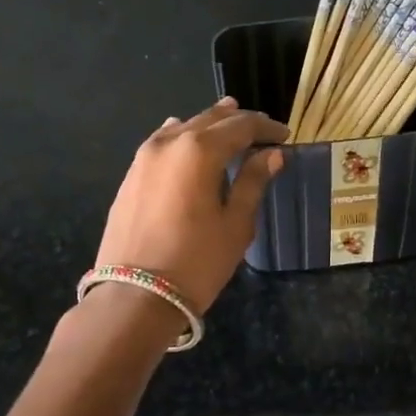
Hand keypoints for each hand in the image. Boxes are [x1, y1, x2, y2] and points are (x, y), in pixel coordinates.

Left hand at [93, 97, 288, 311]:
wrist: (136, 295)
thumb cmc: (197, 262)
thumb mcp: (236, 224)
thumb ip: (253, 182)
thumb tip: (272, 155)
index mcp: (199, 150)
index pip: (240, 126)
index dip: (266, 128)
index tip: (285, 136)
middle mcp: (169, 143)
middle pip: (210, 120)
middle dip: (239, 122)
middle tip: (263, 130)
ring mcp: (144, 157)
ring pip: (183, 128)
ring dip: (210, 126)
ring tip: (229, 127)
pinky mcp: (131, 175)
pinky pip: (163, 143)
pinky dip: (183, 138)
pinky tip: (189, 142)